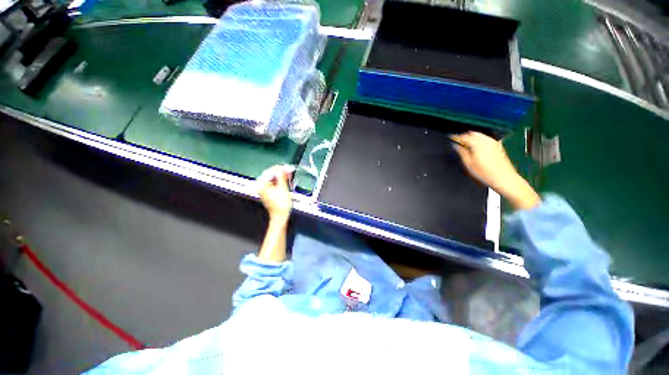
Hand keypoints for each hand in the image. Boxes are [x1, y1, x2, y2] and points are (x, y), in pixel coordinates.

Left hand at [256, 165, 294, 221]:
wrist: (280, 216)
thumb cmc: (281, 205)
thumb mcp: (283, 188)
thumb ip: (282, 176)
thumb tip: (282, 169)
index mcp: (261, 185)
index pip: (270, 172)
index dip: (279, 168)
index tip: (286, 167)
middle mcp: (260, 186)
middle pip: (270, 175)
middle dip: (280, 172)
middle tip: (288, 170)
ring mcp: (263, 189)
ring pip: (272, 178)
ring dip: (280, 176)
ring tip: (288, 175)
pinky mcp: (267, 192)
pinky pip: (273, 183)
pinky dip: (279, 181)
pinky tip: (285, 180)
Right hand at [451, 132, 539, 209]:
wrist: (504, 178)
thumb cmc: (487, 173)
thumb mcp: (468, 164)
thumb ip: (461, 152)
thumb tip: (455, 145)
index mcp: (477, 143)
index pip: (463, 136)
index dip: (455, 137)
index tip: (451, 139)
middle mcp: (486, 140)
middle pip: (472, 133)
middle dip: (464, 136)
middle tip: (458, 143)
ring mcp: (493, 142)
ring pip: (479, 135)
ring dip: (472, 138)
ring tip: (466, 146)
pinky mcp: (498, 145)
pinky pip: (486, 139)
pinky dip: (479, 141)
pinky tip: (476, 148)